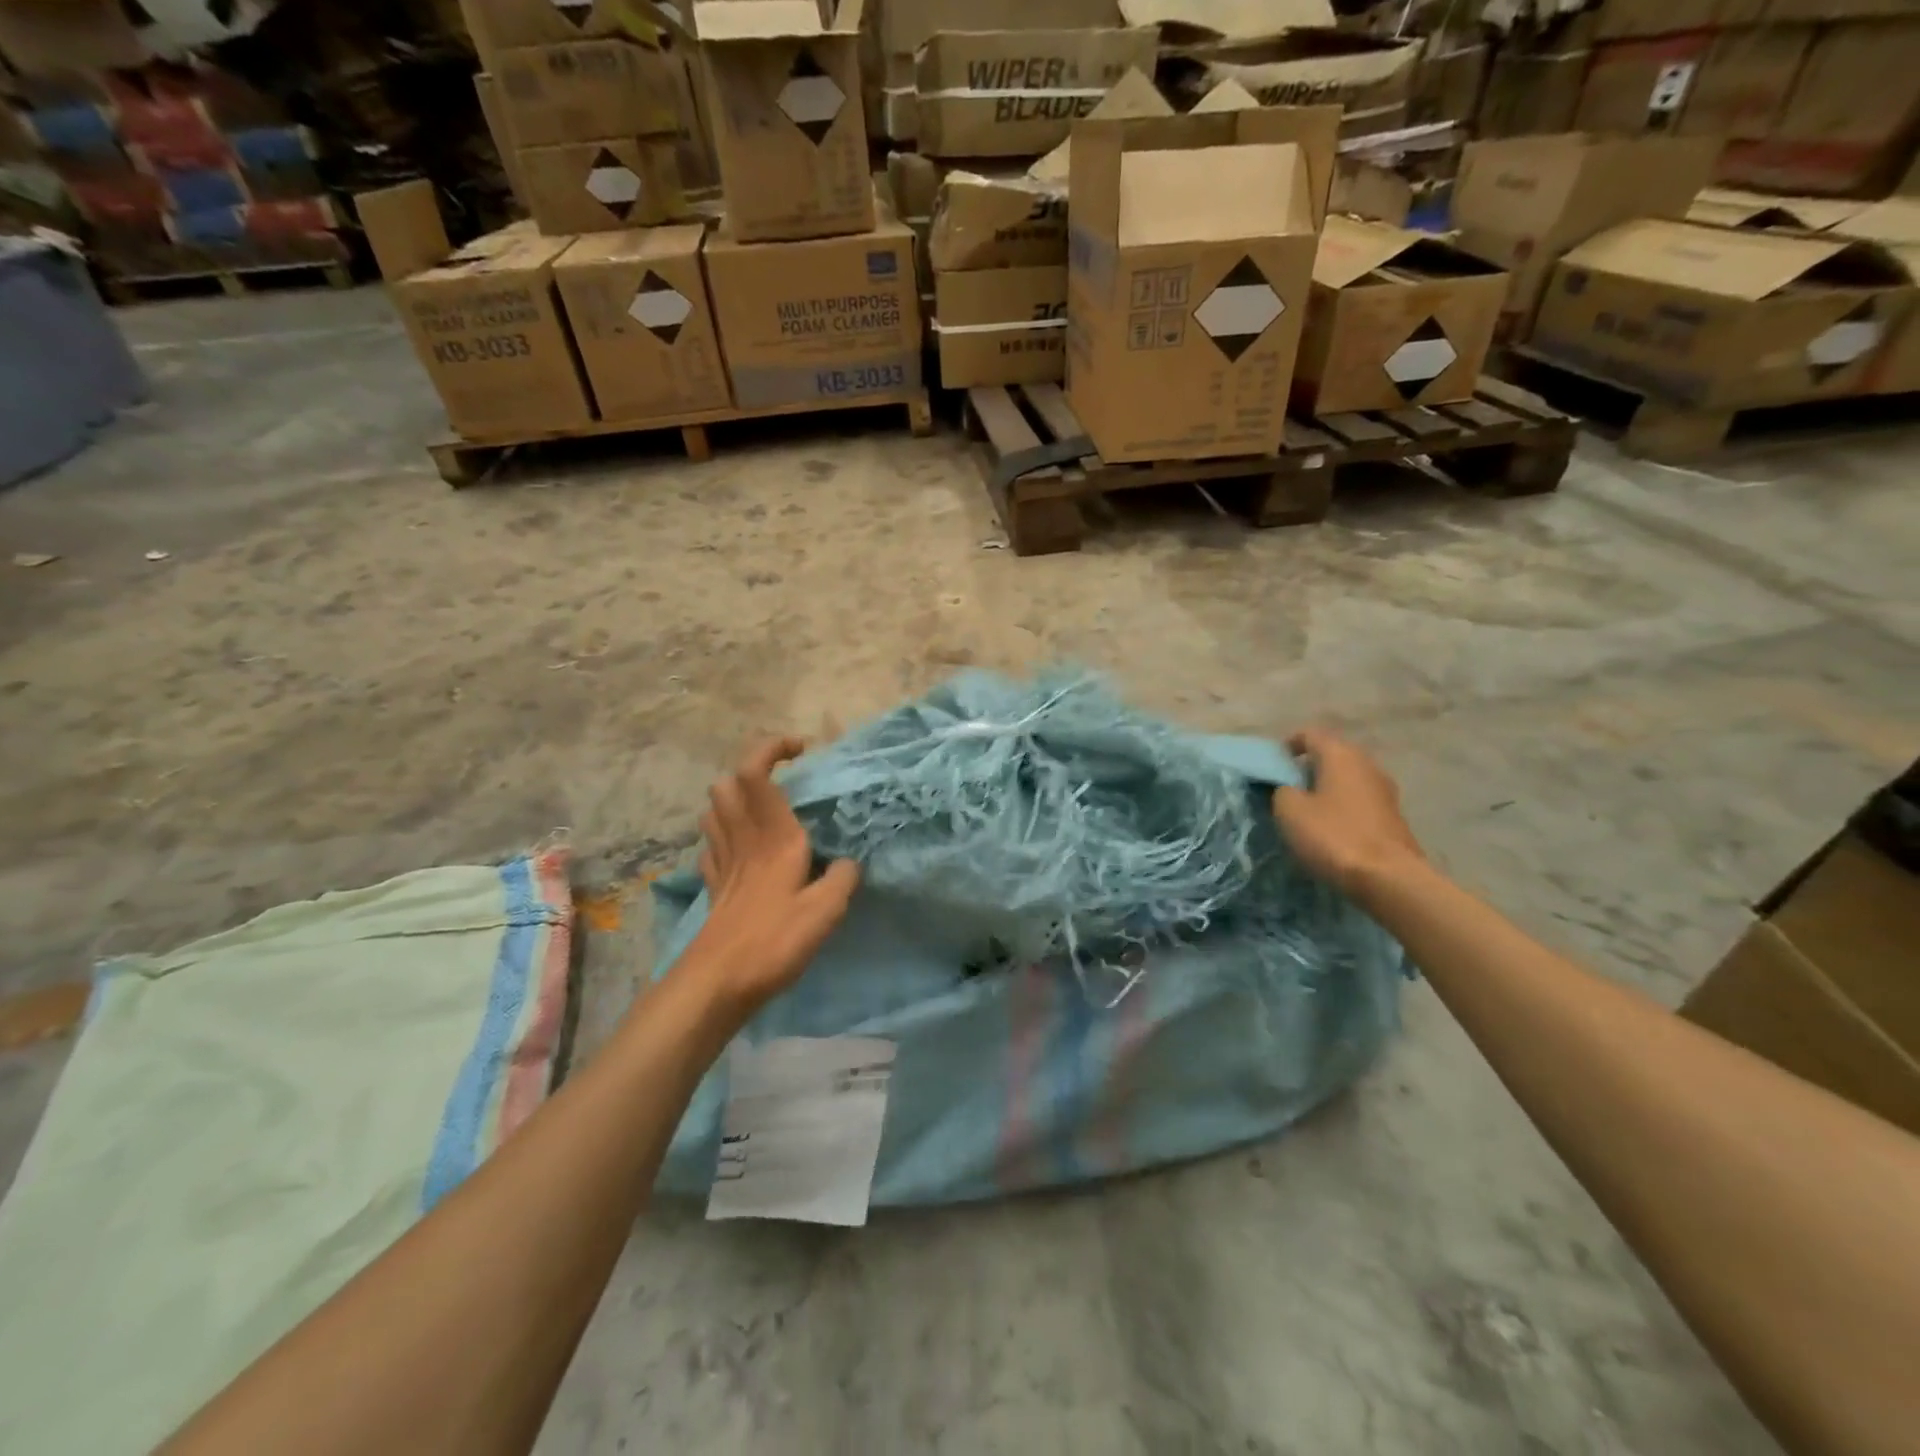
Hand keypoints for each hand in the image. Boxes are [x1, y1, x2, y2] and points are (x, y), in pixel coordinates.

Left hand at [678, 737, 859, 1015]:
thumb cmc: (773, 942)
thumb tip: (849, 863)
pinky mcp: (714, 887)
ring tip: (765, 810)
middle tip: (784, 781)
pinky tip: (743, 851)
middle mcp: (744, 840)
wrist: (717, 984)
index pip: (755, 773)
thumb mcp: (825, 912)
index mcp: (773, 838)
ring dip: (735, 799)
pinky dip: (725, 837)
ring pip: (714, 811)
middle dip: (750, 771)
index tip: (800, 748)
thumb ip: (842, 879)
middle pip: (726, 784)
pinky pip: (713, 846)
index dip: (771, 748)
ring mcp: (723, 863)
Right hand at [1271, 728, 1424, 902]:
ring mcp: (1385, 790)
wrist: (1388, 878)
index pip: (1310, 734)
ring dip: (1327, 788)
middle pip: (1332, 754)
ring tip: (1307, 809)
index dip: (1288, 745)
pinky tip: (1330, 827)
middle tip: (1286, 787)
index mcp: (1340, 755)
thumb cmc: (1333, 835)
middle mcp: (1367, 764)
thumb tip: (1288, 788)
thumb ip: (1282, 790)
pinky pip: (1359, 800)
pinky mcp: (1393, 816)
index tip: (1273, 764)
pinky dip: (1342, 806)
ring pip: (1348, 778)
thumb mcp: (1289, 811)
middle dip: (1308, 767)